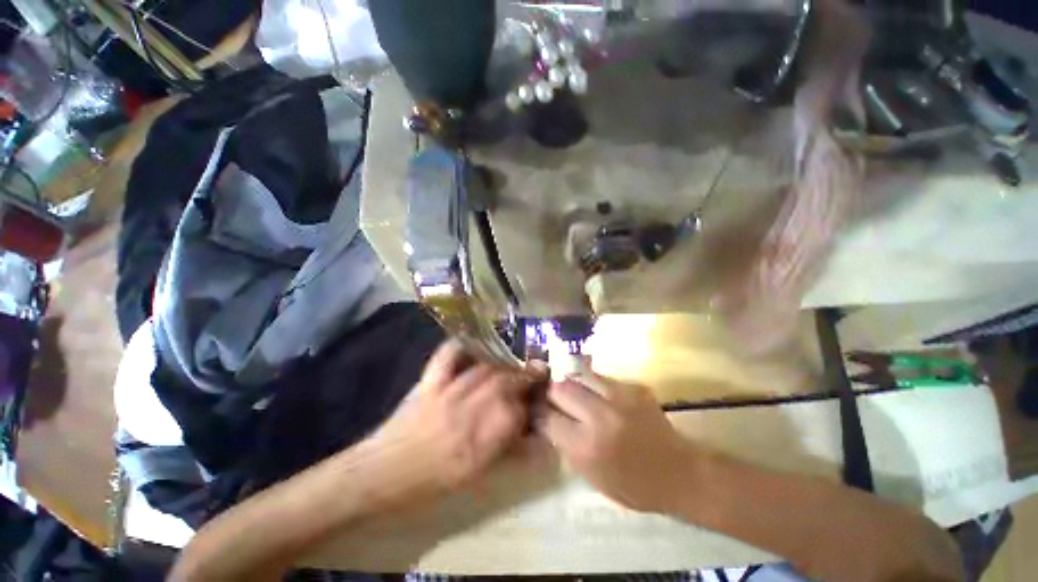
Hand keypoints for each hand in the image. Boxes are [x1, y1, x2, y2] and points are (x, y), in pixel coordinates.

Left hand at [363, 341, 537, 499]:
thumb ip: (508, 451)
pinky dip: (461, 346)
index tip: (540, 395)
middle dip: (526, 375)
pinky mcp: (429, 382)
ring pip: (485, 369)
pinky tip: (473, 343)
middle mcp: (468, 410)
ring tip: (514, 362)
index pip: (518, 411)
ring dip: (504, 363)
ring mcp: (447, 392)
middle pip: (506, 382)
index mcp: (480, 440)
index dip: (532, 401)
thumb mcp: (477, 476)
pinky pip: (447, 356)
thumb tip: (534, 437)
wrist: (383, 474)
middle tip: (537, 370)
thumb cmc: (432, 483)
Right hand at [538, 373, 697, 513]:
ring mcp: (619, 397)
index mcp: (587, 446)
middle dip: (551, 393)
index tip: (537, 412)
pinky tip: (597, 395)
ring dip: (571, 385)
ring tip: (573, 393)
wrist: (681, 473)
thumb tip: (549, 420)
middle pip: (560, 388)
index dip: (538, 413)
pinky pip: (600, 378)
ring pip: (579, 376)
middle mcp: (599, 416)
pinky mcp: (633, 387)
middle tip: (553, 399)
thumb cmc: (634, 486)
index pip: (548, 418)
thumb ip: (567, 445)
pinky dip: (592, 385)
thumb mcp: (592, 476)